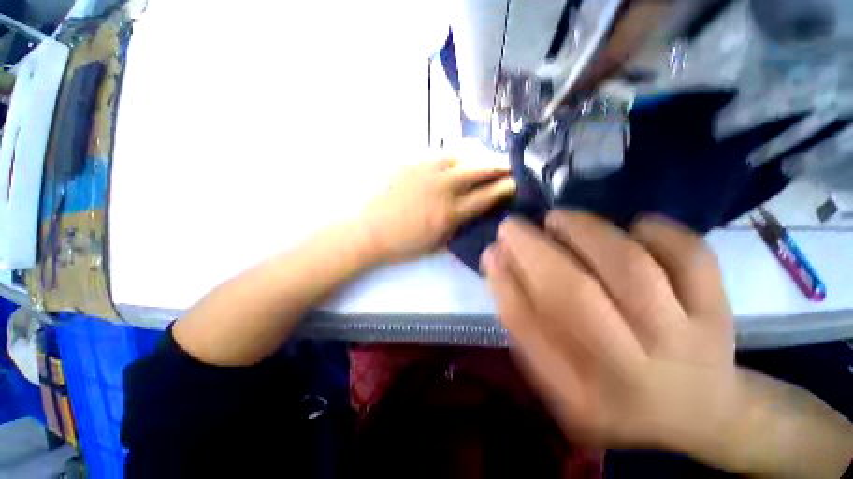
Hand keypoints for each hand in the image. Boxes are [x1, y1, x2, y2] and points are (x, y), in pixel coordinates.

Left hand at [361, 159, 514, 262]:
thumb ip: (457, 226)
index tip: (514, 183)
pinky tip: (459, 155)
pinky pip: (439, 152)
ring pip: (461, 154)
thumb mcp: (435, 243)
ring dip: (479, 155)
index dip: (504, 188)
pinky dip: (456, 153)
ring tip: (486, 157)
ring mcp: (425, 170)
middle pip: (478, 169)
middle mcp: (442, 188)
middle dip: (498, 165)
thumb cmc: (401, 243)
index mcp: (449, 213)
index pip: (485, 197)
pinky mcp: (410, 161)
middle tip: (508, 165)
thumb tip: (473, 212)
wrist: (367, 230)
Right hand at [482, 211, 852, 477]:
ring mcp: (685, 340)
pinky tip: (632, 228)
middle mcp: (632, 372)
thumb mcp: (557, 375)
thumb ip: (523, 321)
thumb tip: (497, 260)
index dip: (503, 282)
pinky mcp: (718, 312)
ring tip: (557, 219)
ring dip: (583, 231)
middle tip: (511, 226)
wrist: (699, 411)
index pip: (528, 328)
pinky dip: (658, 230)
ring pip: (631, 267)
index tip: (491, 251)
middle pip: (576, 295)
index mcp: (582, 393)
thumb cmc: (613, 390)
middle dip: (533, 248)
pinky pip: (690, 256)